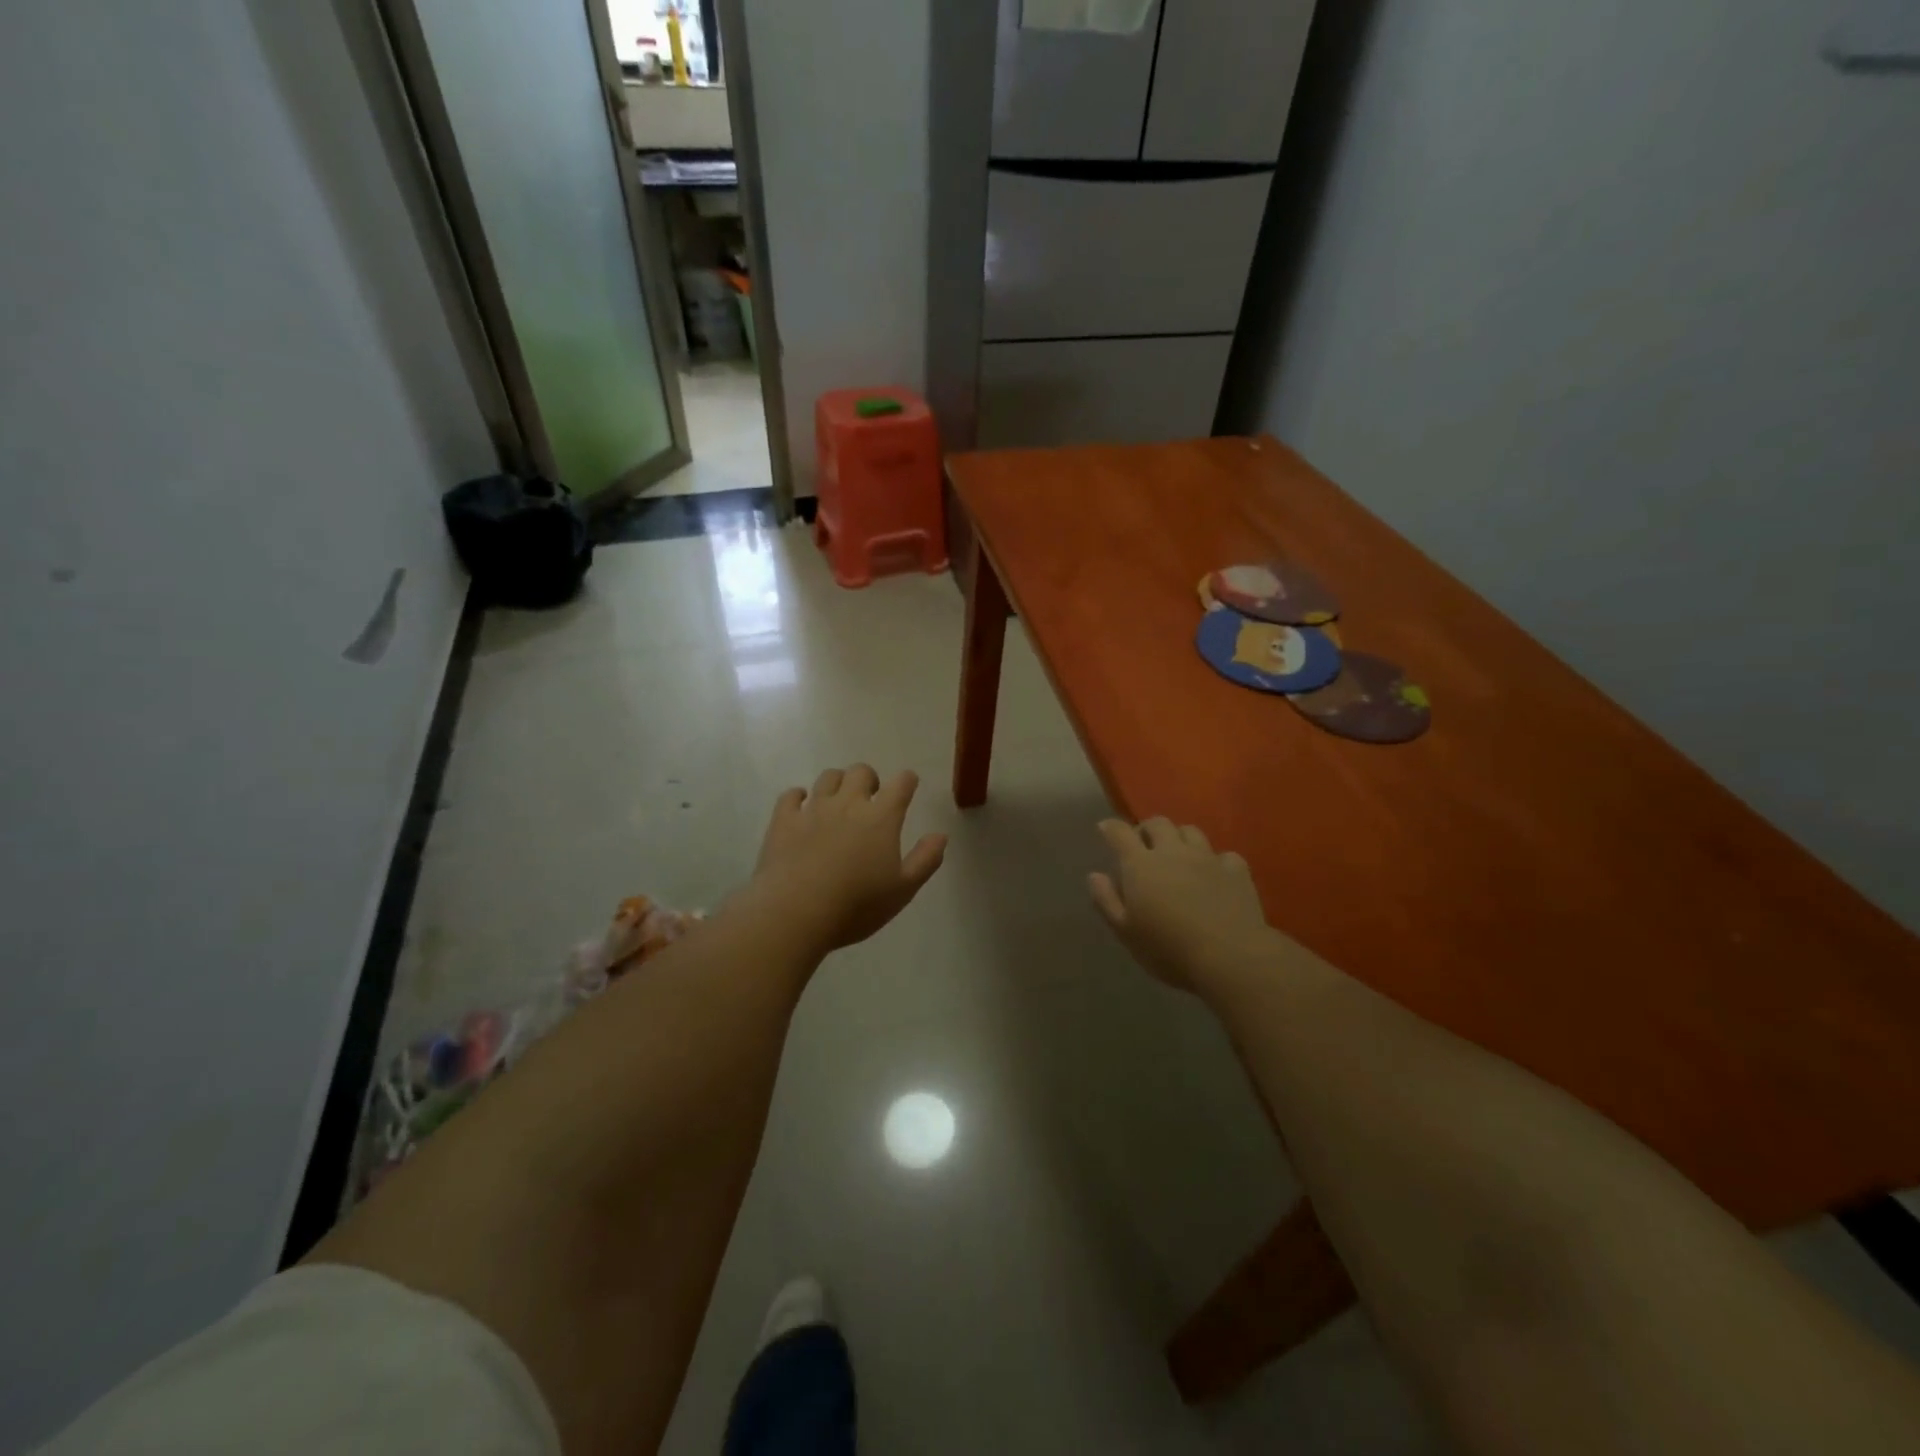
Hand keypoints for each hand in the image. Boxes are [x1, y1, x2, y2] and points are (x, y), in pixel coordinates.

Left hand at [745, 765, 946, 956]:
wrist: (795, 912)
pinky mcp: (783, 820)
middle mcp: (848, 804)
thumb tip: (940, 835)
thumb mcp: (903, 890)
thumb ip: (925, 860)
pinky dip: (799, 796)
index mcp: (881, 817)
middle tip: (870, 799)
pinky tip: (802, 807)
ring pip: (828, 777)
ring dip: (837, 783)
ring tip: (838, 802)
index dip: (907, 781)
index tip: (908, 787)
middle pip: (861, 771)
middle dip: (869, 779)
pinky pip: (791, 795)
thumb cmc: (856, 905)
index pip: (901, 783)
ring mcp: (813, 809)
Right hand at [1088, 818, 1280, 996]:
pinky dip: (1216, 861)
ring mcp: (1207, 858)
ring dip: (1180, 837)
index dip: (1110, 827)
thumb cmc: (1168, 949)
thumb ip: (1106, 900)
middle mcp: (1173, 852)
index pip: (1120, 833)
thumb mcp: (1126, 932)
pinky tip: (1215, 874)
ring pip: (1191, 831)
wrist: (1229, 956)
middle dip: (1147, 828)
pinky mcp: (1236, 870)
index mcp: (1141, 865)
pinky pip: (1224, 855)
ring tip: (1178, 854)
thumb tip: (1095, 875)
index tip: (1105, 829)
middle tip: (1143, 844)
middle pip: (1158, 823)